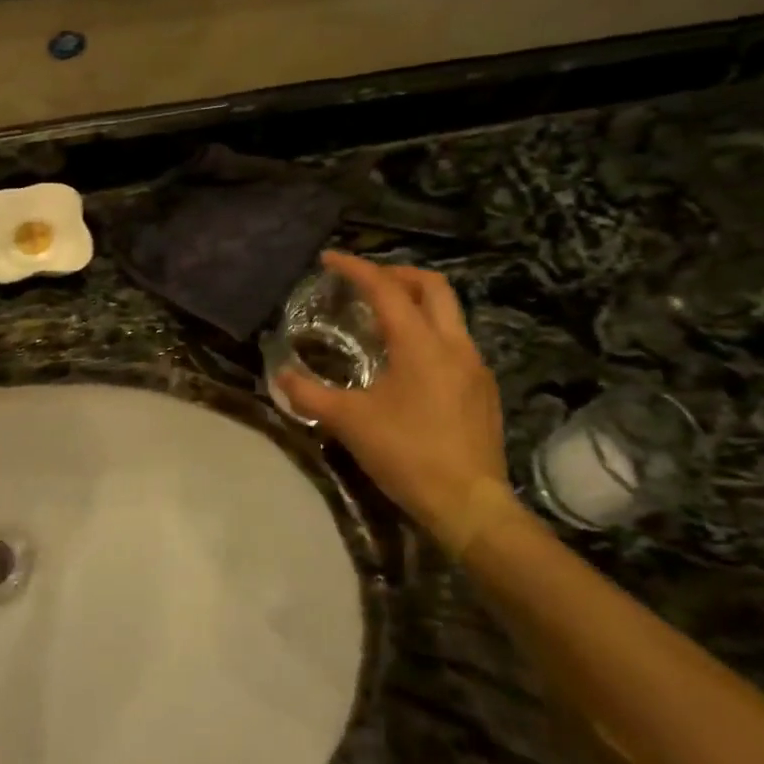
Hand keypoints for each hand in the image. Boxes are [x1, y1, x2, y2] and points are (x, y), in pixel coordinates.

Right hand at [278, 252, 519, 539]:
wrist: (470, 504)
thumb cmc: (407, 455)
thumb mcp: (350, 423)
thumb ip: (310, 395)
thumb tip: (279, 376)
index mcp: (420, 344)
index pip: (385, 289)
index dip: (356, 268)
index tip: (329, 259)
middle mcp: (453, 344)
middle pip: (432, 286)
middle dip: (397, 275)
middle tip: (366, 283)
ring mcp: (475, 365)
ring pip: (449, 312)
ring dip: (416, 303)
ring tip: (383, 320)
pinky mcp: (483, 388)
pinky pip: (456, 341)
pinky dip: (430, 332)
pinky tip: (410, 362)